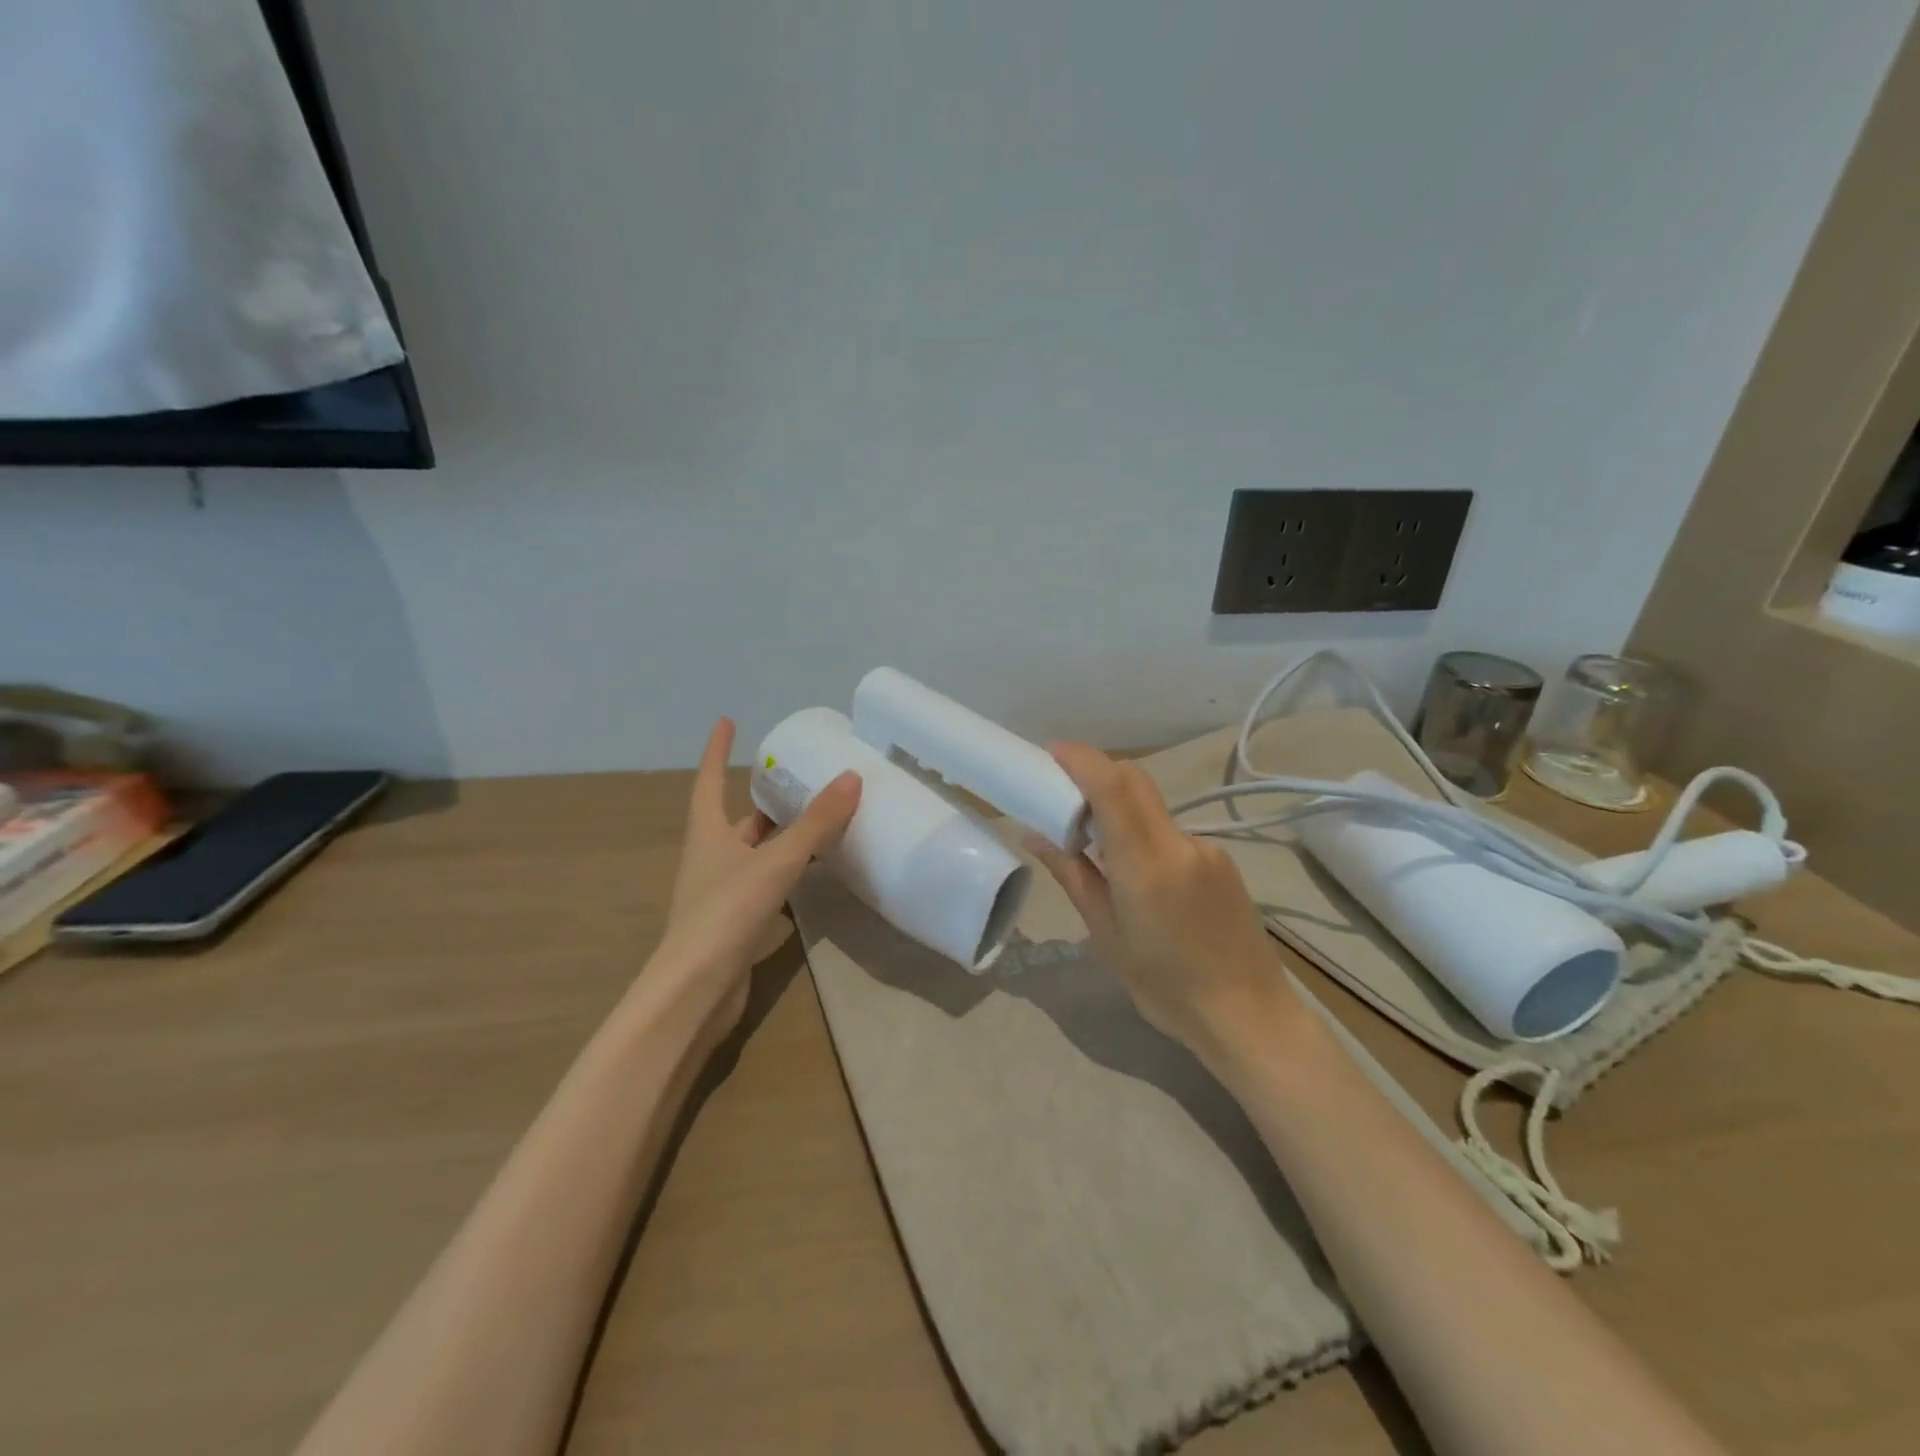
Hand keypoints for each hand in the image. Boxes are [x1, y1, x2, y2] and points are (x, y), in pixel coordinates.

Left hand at [653, 718, 861, 1028]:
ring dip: (780, 840)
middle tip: (798, 782)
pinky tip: (811, 880)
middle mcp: (709, 860)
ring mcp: (719, 895)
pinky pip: (764, 887)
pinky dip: (786, 877)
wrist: (695, 992)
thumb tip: (851, 777)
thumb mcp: (776, 862)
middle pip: (737, 821)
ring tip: (817, 825)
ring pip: (754, 856)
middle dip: (764, 802)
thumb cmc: (726, 914)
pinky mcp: (734, 925)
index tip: (725, 721)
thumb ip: (815, 823)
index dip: (716, 751)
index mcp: (708, 835)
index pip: (708, 781)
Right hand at [1024, 742, 1296, 1061]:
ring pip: (1152, 806)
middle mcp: (1180, 844)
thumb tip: (1034, 836)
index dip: (1081, 760)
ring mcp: (1206, 849)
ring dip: (1118, 807)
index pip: (1113, 788)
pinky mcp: (1220, 860)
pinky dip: (1142, 832)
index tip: (1050, 751)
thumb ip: (1073, 875)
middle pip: (1135, 781)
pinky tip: (1136, 874)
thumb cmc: (1167, 988)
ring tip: (1093, 845)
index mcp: (1147, 865)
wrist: (1250, 1016)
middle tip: (1060, 792)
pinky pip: (1170, 830)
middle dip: (1095, 772)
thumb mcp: (1107, 935)